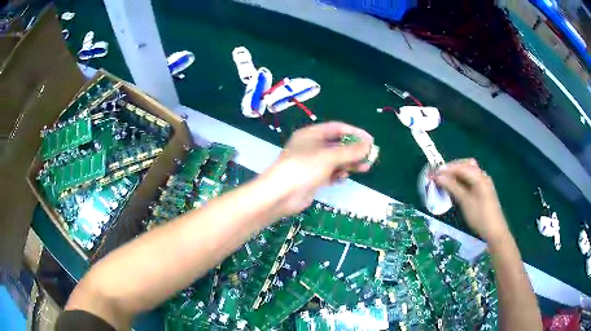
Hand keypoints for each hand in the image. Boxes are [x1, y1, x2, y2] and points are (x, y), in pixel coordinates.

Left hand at [260, 122, 373, 215]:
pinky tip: (344, 178)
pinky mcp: (312, 178)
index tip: (370, 140)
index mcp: (311, 134)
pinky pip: (329, 173)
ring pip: (335, 160)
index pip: (337, 128)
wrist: (282, 194)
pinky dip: (338, 174)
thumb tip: (369, 145)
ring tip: (364, 168)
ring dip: (349, 163)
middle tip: (370, 156)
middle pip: (337, 144)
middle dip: (354, 150)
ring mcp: (311, 163)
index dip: (354, 132)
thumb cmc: (304, 168)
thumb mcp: (329, 156)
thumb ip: (350, 151)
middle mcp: (311, 146)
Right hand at [435, 159, 509, 241]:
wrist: (495, 231)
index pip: (460, 167)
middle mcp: (482, 176)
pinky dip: (462, 180)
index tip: (433, 174)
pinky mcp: (483, 189)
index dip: (446, 169)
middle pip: (465, 165)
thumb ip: (452, 187)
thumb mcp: (465, 202)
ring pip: (469, 171)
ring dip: (456, 174)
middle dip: (452, 168)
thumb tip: (439, 177)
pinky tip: (456, 187)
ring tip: (445, 181)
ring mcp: (484, 182)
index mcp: (479, 177)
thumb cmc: (480, 217)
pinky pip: (471, 179)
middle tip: (439, 176)